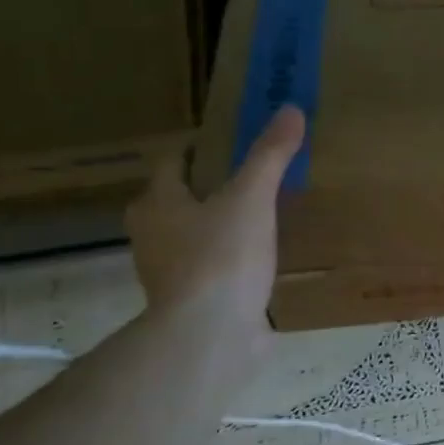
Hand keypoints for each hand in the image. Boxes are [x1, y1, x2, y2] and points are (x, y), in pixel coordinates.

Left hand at [124, 104, 305, 329]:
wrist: (210, 336)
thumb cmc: (221, 257)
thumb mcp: (252, 198)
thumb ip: (270, 155)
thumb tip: (290, 108)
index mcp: (157, 203)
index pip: (174, 161)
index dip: (202, 148)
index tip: (235, 141)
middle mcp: (153, 234)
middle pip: (180, 198)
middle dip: (212, 186)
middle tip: (253, 175)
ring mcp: (170, 272)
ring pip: (195, 234)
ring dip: (220, 223)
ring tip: (263, 213)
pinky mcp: (193, 300)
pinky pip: (213, 267)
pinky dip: (232, 257)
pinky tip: (263, 257)